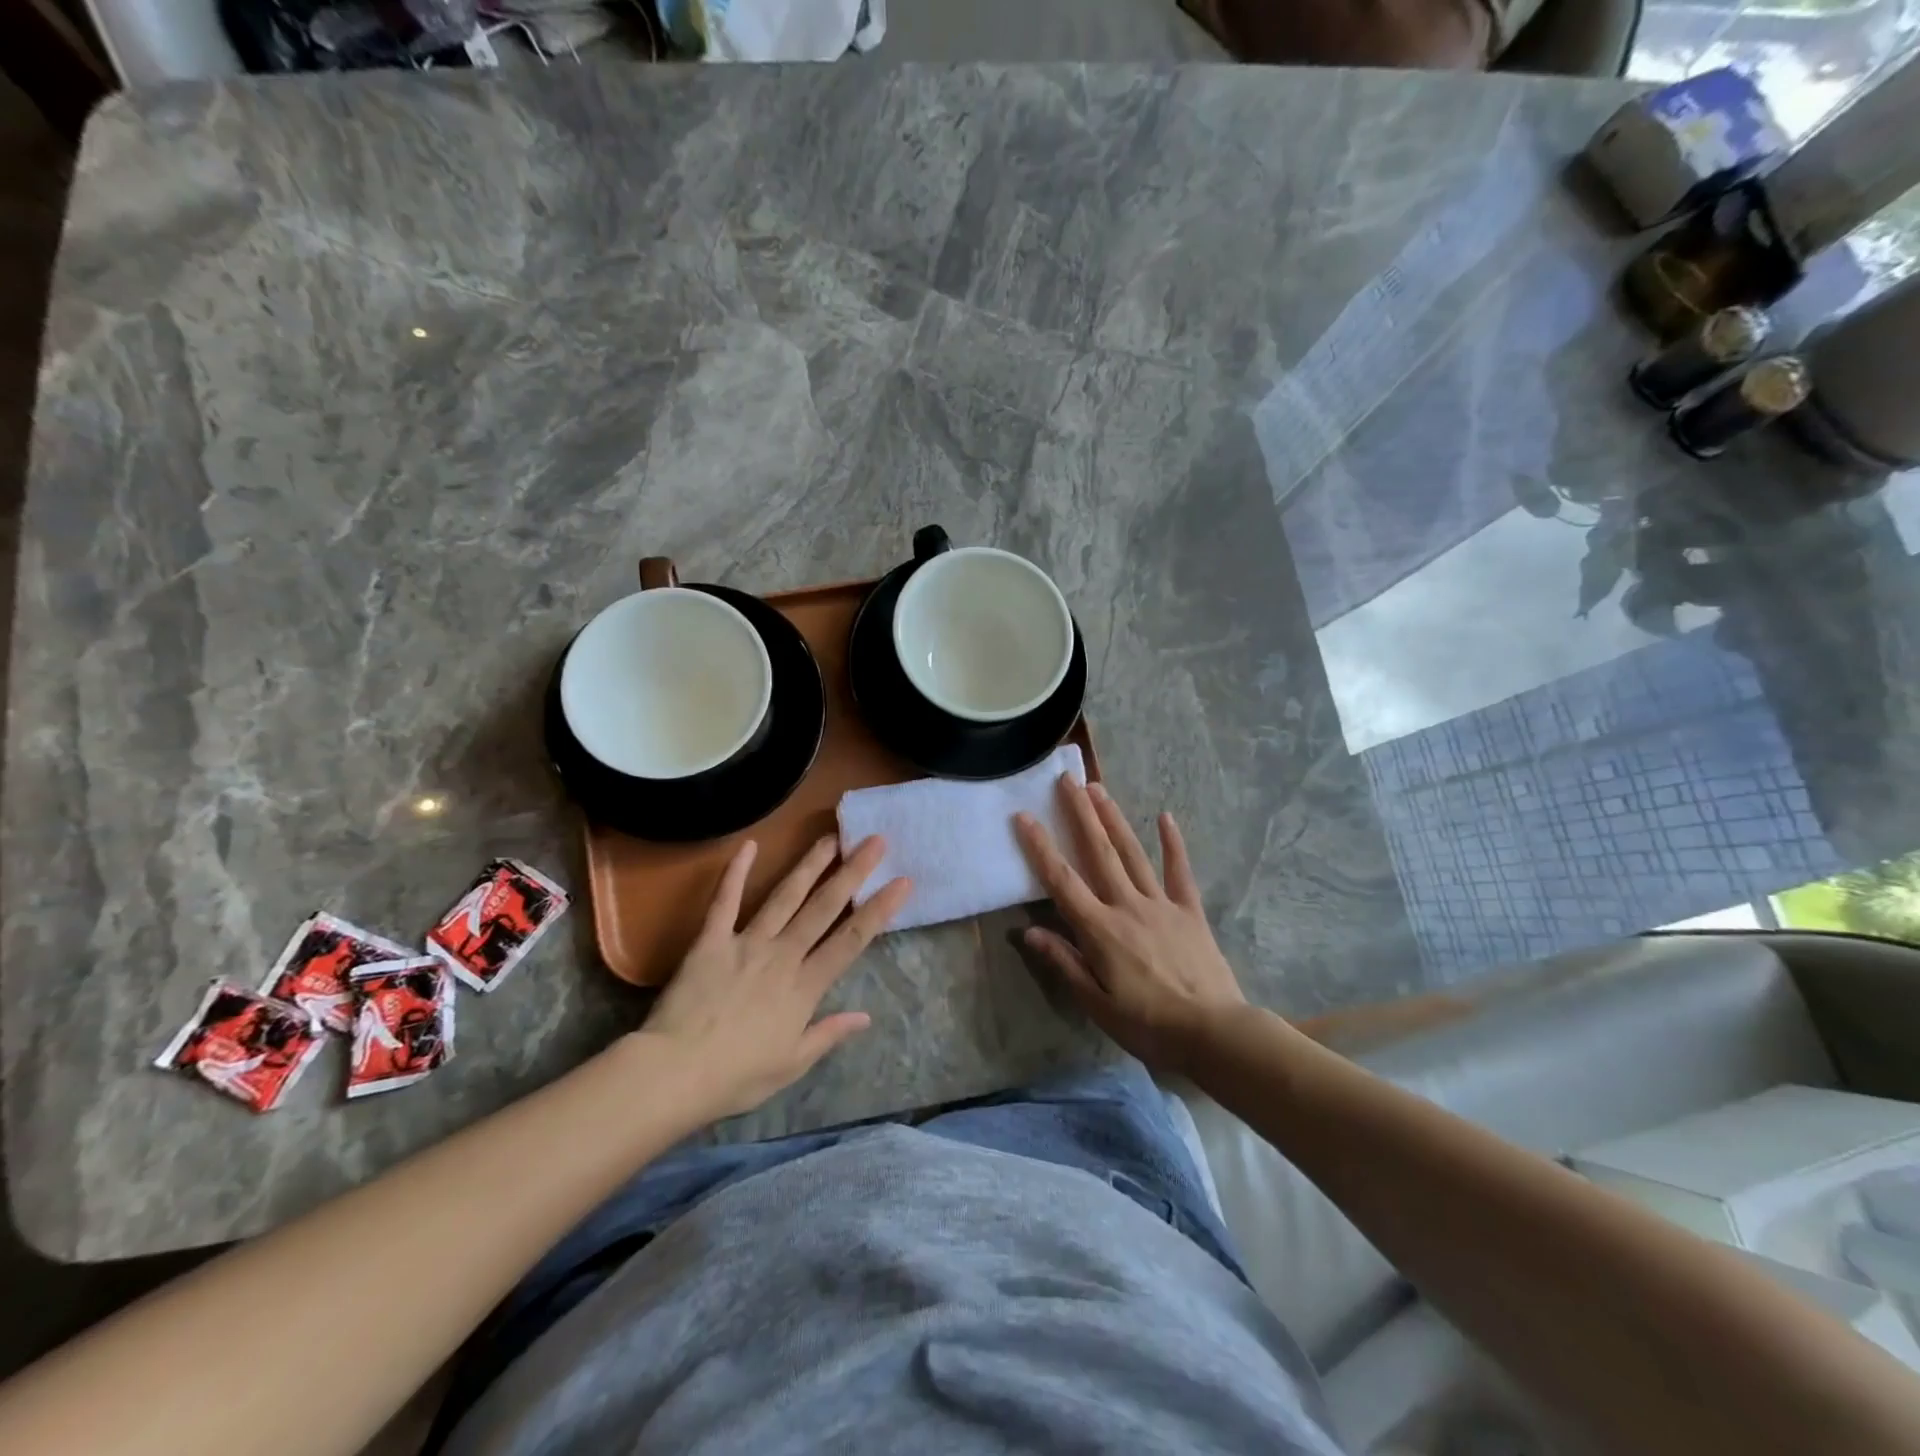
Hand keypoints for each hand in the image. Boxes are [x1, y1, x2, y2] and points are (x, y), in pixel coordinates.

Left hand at [639, 835, 910, 1118]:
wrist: (675, 1072)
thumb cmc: (737, 1076)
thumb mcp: (792, 1064)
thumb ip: (828, 1034)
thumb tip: (866, 1017)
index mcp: (805, 986)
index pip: (851, 940)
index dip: (879, 910)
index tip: (902, 882)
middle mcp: (783, 955)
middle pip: (824, 907)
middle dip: (852, 871)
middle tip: (874, 840)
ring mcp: (747, 943)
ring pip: (785, 896)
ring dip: (810, 865)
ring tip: (830, 837)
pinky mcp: (711, 940)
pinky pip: (725, 901)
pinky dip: (735, 872)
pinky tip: (748, 845)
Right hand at [1014, 778, 1246, 1076]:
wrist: (1214, 1032)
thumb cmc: (1148, 1025)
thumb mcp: (1097, 1004)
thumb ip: (1064, 963)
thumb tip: (1028, 930)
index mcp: (1100, 929)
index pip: (1062, 881)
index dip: (1040, 847)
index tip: (1024, 816)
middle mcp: (1127, 905)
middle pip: (1098, 853)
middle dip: (1080, 814)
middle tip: (1066, 780)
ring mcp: (1161, 904)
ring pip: (1132, 854)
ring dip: (1114, 819)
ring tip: (1098, 789)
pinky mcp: (1190, 911)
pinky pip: (1180, 872)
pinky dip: (1173, 844)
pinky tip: (1166, 817)